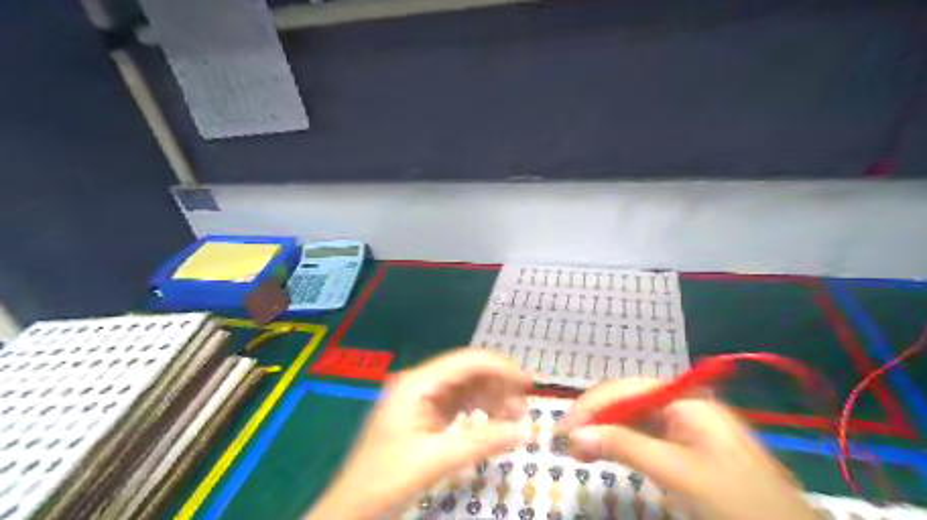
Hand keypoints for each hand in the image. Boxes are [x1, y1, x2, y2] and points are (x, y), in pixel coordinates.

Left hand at [308, 348, 532, 519]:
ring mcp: (422, 399)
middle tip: (526, 405)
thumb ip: (481, 441)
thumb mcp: (435, 459)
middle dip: (499, 385)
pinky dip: (479, 411)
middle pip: (467, 373)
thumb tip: (525, 430)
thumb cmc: (386, 479)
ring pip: (465, 388)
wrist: (352, 508)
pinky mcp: (425, 416)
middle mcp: (420, 383)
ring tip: (516, 416)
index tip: (529, 382)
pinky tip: (496, 422)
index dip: (500, 367)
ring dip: (492, 398)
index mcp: (417, 383)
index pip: (466, 362)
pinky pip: (459, 405)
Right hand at [557, 379, 815, 519]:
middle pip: (626, 401)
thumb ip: (625, 447)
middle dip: (593, 418)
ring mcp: (684, 426)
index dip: (590, 406)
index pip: (625, 389)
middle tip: (563, 442)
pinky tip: (602, 453)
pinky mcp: (685, 447)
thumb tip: (574, 434)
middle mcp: (682, 404)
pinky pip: (643, 437)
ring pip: (631, 419)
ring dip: (602, 432)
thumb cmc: (739, 503)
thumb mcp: (679, 473)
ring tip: (576, 451)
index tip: (562, 429)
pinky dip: (619, 445)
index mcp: (685, 399)